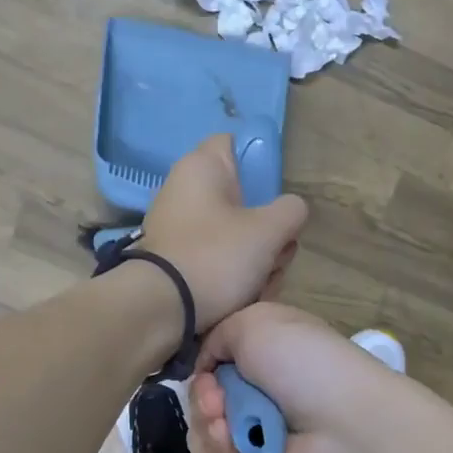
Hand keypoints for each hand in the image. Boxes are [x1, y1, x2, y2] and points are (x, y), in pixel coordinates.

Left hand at [140, 135, 307, 330]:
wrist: (160, 308)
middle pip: (241, 197)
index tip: (275, 197)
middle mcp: (183, 188)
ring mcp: (176, 225)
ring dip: (254, 257)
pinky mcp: (174, 258)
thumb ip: (291, 211)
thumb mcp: (269, 231)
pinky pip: (214, 256)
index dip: (262, 165)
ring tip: (260, 283)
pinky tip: (241, 296)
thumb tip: (291, 210)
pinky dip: (230, 274)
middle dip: (266, 227)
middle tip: (276, 251)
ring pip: (232, 232)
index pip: (236, 143)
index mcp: (201, 166)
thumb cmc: (215, 257)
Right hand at [187, 304, 414, 452]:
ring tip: (221, 420)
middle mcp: (266, 399)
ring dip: (206, 422)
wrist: (345, 428)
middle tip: (214, 396)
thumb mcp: (258, 323)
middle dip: (202, 395)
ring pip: (206, 432)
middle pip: (207, 399)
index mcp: (272, 360)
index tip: (205, 366)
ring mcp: (260, 440)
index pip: (221, 364)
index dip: (205, 364)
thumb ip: (219, 336)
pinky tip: (229, 439)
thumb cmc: (307, 364)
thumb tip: (206, 367)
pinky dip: (217, 449)